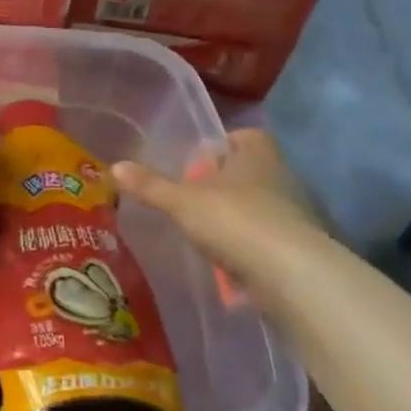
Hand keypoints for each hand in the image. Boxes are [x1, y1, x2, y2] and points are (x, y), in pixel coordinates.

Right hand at [112, 129, 326, 294]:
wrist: (289, 274)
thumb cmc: (233, 219)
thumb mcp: (181, 201)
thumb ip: (150, 185)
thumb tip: (115, 166)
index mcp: (256, 155)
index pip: (244, 136)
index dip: (223, 144)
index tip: (198, 161)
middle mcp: (279, 176)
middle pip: (248, 171)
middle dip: (222, 182)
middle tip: (190, 194)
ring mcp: (292, 213)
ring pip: (256, 204)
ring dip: (233, 214)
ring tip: (201, 228)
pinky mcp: (295, 246)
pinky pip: (263, 235)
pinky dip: (244, 242)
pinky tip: (222, 255)